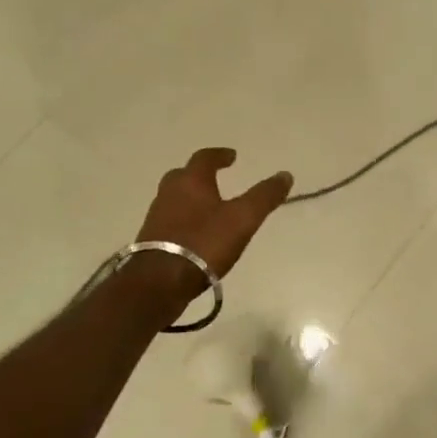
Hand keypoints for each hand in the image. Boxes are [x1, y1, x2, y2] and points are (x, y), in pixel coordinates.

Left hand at [132, 149, 293, 295]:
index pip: (204, 158)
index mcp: (191, 181)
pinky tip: (194, 233)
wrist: (160, 282)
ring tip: (208, 208)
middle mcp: (169, 193)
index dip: (220, 155)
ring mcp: (156, 217)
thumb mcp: (243, 219)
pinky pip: (170, 220)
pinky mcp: (151, 240)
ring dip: (190, 198)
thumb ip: (264, 196)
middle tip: (215, 178)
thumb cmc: (204, 243)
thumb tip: (285, 175)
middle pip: (184, 176)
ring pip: (174, 198)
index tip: (232, 156)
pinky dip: (183, 219)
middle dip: (200, 175)